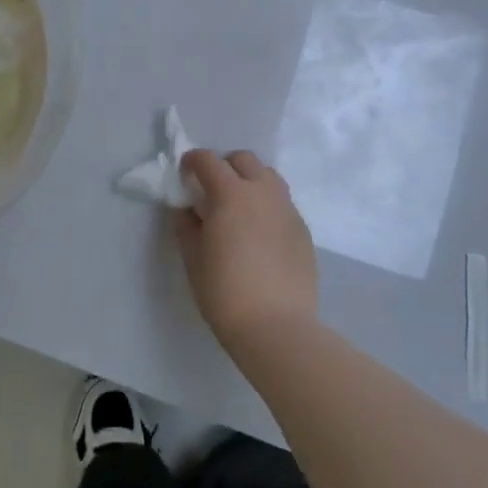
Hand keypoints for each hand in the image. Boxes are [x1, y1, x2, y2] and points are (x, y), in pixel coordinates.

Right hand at [175, 149, 318, 353]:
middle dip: (224, 166)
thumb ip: (186, 226)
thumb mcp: (193, 258)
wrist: (277, 327)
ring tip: (239, 206)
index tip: (184, 174)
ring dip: (250, 180)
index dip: (192, 161)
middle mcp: (262, 192)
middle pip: (243, 159)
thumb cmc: (225, 292)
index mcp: (231, 194)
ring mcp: (288, 209)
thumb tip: (187, 210)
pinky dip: (267, 205)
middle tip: (212, 189)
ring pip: (269, 176)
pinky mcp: (303, 230)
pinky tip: (260, 233)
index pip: (208, 160)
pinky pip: (283, 203)